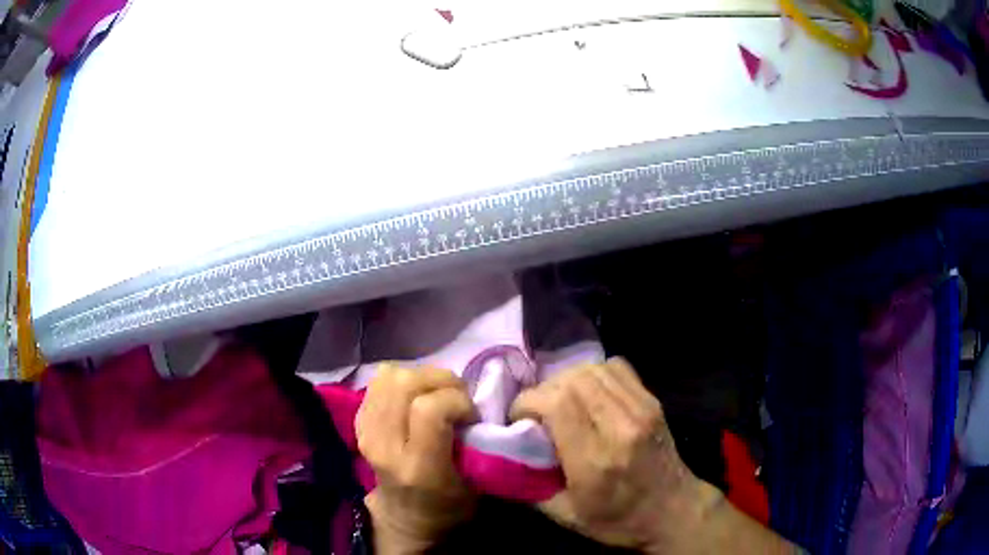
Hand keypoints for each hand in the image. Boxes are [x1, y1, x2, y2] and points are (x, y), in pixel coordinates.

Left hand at [356, 365, 476, 554]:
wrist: (404, 517)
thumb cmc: (448, 506)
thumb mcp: (475, 486)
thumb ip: (477, 445)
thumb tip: (478, 406)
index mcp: (417, 467)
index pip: (429, 409)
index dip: (456, 400)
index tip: (472, 415)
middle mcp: (385, 446)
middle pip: (404, 384)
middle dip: (440, 380)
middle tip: (457, 397)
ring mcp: (366, 432)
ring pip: (389, 376)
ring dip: (420, 376)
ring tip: (437, 393)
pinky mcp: (359, 422)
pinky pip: (378, 381)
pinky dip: (402, 380)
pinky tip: (417, 396)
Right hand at [510, 358, 710, 551]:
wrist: (674, 511)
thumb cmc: (619, 520)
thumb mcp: (567, 517)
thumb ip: (530, 487)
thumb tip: (501, 457)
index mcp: (595, 461)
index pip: (557, 403)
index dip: (528, 401)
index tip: (519, 417)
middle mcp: (620, 428)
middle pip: (572, 381)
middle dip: (544, 390)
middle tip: (537, 412)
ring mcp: (641, 410)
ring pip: (593, 369)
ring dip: (567, 380)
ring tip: (560, 402)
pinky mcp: (652, 402)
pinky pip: (616, 368)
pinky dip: (594, 373)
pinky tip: (589, 394)